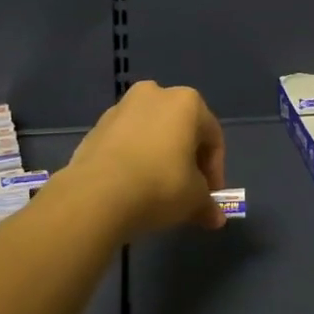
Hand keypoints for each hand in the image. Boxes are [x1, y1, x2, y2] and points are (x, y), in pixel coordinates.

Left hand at [66, 80, 227, 238]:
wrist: (97, 194)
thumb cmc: (160, 185)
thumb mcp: (194, 199)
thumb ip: (207, 204)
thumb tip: (216, 219)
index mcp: (187, 102)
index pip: (212, 138)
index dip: (215, 169)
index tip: (210, 195)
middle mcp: (155, 94)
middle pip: (181, 130)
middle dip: (187, 160)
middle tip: (187, 190)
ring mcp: (121, 108)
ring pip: (151, 133)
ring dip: (159, 157)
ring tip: (157, 189)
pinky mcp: (96, 126)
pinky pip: (126, 142)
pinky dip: (134, 158)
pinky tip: (132, 185)